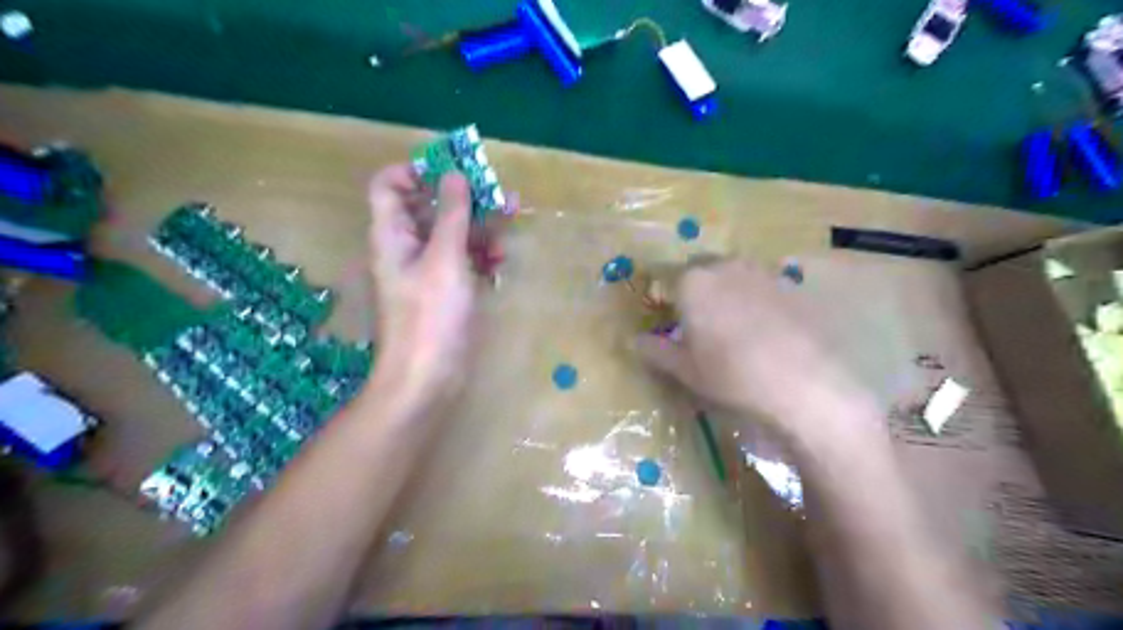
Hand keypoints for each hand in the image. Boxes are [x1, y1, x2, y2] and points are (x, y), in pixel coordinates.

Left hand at [367, 165, 491, 416]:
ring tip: (511, 222)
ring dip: (480, 226)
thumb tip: (454, 174)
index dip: (417, 171)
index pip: (389, 184)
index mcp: (392, 234)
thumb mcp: (445, 259)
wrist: (427, 378)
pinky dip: (480, 256)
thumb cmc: (431, 316)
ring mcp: (426, 271)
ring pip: (452, 234)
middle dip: (465, 198)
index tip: (453, 171)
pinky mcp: (445, 291)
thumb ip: (452, 215)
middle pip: (430, 207)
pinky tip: (499, 263)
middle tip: (499, 194)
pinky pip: (462, 261)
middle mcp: (406, 247)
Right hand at [635, 258, 882, 443]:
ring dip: (726, 291)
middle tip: (698, 322)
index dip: (663, 299)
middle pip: (700, 271)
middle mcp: (725, 266)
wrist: (806, 383)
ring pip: (732, 274)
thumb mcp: (686, 370)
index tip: (666, 319)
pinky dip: (755, 298)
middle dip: (694, 290)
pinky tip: (764, 327)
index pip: (666, 280)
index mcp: (692, 282)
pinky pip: (762, 284)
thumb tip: (633, 341)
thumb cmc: (732, 376)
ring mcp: (761, 272)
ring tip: (732, 324)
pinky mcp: (791, 284)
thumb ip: (656, 351)